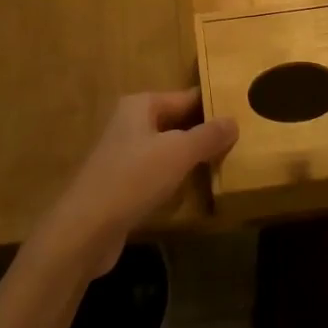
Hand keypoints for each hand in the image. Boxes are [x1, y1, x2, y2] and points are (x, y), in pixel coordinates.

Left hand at [32, 90, 237, 277]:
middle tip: (241, 139)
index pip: (186, 97)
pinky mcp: (122, 183)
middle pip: (176, 121)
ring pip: (167, 148)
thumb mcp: (178, 153)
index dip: (212, 104)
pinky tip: (195, 188)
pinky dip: (175, 177)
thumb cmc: (132, 179)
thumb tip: (234, 120)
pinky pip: (157, 172)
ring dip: (191, 156)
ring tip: (226, 162)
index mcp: (140, 105)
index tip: (242, 111)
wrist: (85, 229)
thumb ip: (207, 136)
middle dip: (204, 131)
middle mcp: (130, 123)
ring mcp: (124, 154)